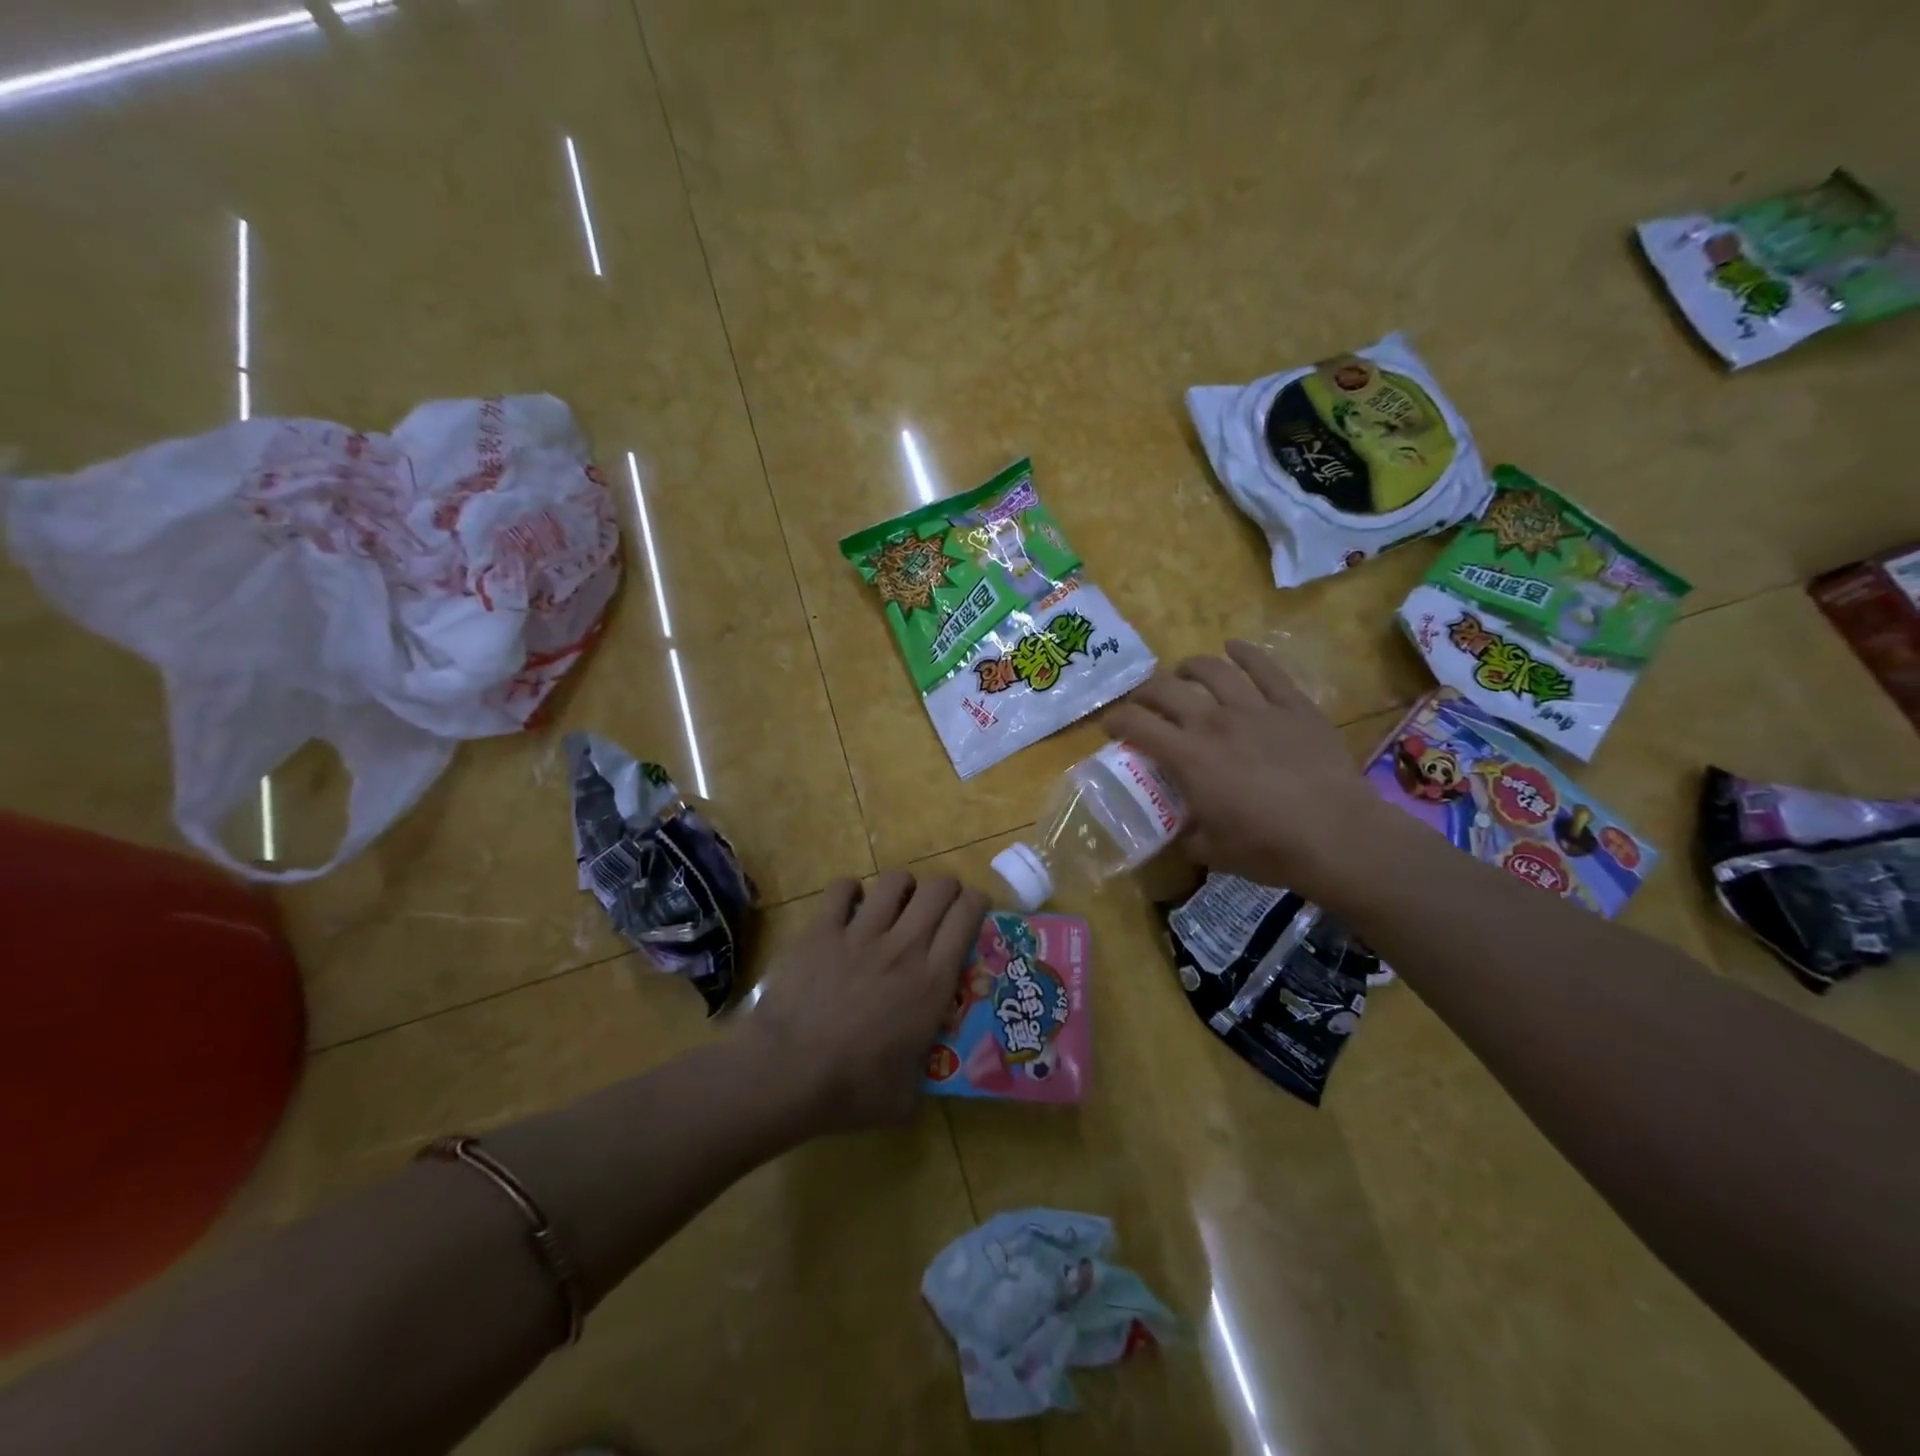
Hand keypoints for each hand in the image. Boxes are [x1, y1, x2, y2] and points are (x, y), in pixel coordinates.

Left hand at [742, 872, 987, 1134]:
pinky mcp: (822, 930)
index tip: (974, 906)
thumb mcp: (907, 1096)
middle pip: (937, 889)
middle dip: (945, 888)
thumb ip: (923, 1077)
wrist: (787, 1073)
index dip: (976, 902)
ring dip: (902, 886)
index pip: (966, 918)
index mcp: (932, 982)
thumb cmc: (852, 1089)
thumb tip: (925, 1082)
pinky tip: (849, 904)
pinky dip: (850, 891)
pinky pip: (842, 889)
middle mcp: (904, 947)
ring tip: (897, 900)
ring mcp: (860, 933)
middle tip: (940, 903)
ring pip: (894, 881)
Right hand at [1103, 640, 1393, 900]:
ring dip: (1189, 667)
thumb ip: (1186, 833)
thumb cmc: (1268, 848)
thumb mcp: (1210, 851)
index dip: (1115, 720)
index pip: (1136, 725)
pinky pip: (1265, 668)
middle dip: (1145, 692)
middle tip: (1144, 703)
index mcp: (1188, 757)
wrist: (1336, 836)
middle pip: (1166, 689)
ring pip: (1212, 670)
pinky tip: (1234, 648)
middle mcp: (1214, 723)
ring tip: (1184, 673)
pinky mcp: (1293, 705)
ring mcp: (1255, 709)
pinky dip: (1245, 653)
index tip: (1110, 726)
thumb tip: (1178, 829)